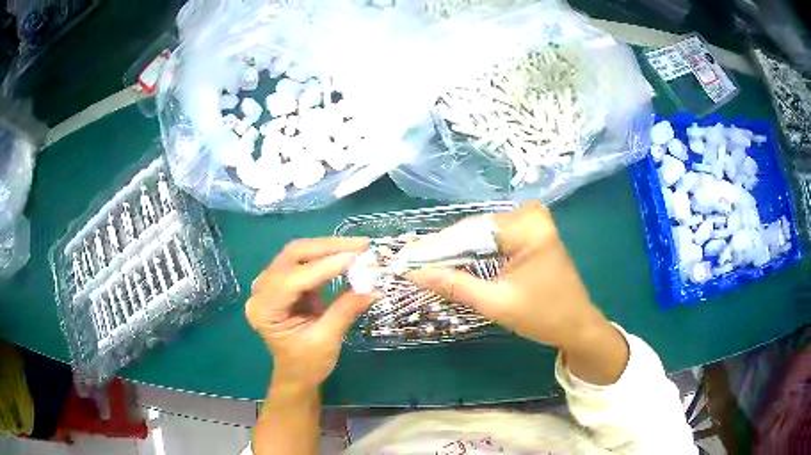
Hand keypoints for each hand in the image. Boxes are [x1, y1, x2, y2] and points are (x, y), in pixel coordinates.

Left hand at [246, 238, 372, 388]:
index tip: (355, 257)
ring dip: (328, 248)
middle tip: (360, 245)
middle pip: (292, 256)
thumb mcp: (327, 340)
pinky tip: (345, 256)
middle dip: (327, 248)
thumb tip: (374, 288)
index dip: (323, 267)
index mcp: (264, 310)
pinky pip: (304, 261)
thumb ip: (345, 310)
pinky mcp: (284, 282)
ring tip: (357, 247)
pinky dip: (326, 257)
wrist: (296, 376)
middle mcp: (261, 291)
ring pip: (298, 254)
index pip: (292, 280)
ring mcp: (270, 284)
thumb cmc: (307, 364)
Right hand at [409, 202, 627, 383]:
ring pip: (483, 233)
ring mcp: (533, 222)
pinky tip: (457, 264)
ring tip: (429, 266)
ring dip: (458, 252)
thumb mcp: (496, 303)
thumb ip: (455, 285)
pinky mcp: (532, 232)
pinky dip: (475, 252)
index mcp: (529, 228)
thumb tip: (415, 273)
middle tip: (415, 265)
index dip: (437, 247)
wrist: (577, 325)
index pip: (472, 231)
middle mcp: (532, 216)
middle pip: (476, 229)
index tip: (407, 258)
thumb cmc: (543, 316)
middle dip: (446, 250)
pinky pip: (495, 238)